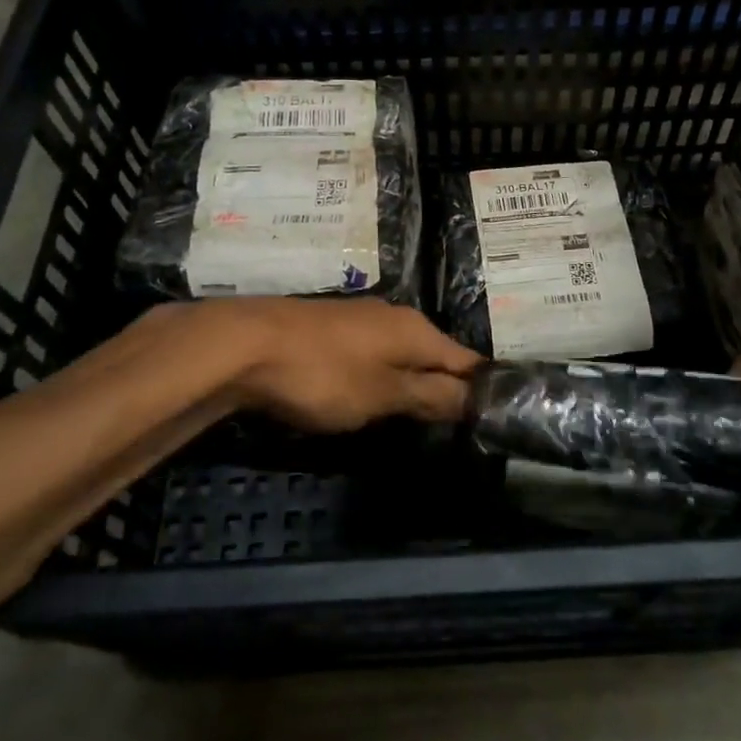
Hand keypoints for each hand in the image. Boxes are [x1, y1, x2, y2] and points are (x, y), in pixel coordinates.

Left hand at [206, 297, 483, 432]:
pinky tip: (372, 394)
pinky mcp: (332, 327)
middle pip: (435, 354)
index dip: (482, 387)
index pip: (467, 359)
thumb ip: (430, 395)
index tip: (494, 416)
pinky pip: (373, 354)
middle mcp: (395, 316)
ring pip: (402, 353)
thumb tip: (476, 397)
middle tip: (456, 424)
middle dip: (447, 385)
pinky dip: (381, 374)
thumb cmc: (323, 374)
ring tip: (418, 414)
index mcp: (416, 329)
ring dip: (412, 380)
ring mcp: (361, 319)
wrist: (246, 344)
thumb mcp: (382, 395)